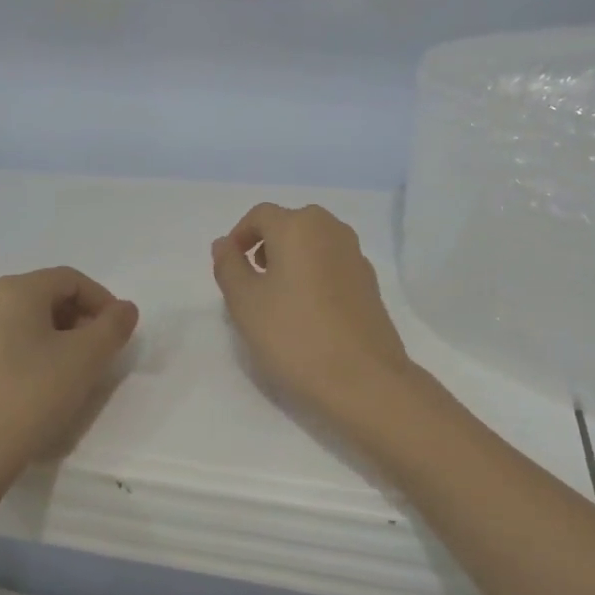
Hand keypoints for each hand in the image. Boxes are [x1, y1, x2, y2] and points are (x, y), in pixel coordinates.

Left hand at [0, 267, 138, 479]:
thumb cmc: (31, 396)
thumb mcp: (87, 358)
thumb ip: (113, 326)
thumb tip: (123, 309)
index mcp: (14, 291)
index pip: (70, 280)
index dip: (102, 301)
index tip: (119, 333)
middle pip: (45, 298)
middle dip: (79, 321)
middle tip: (99, 354)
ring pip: (23, 325)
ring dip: (55, 341)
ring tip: (70, 375)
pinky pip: (2, 349)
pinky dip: (29, 358)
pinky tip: (36, 392)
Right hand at [211, 204, 412, 425]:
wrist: (364, 380)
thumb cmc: (294, 336)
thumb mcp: (245, 303)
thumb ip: (229, 266)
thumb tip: (224, 243)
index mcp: (299, 226)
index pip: (260, 215)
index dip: (239, 235)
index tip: (229, 266)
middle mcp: (331, 230)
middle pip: (291, 224)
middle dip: (266, 245)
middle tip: (252, 281)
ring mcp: (356, 255)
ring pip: (314, 243)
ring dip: (292, 259)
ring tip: (278, 298)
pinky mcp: (370, 282)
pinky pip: (333, 264)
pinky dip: (315, 274)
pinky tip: (308, 311)